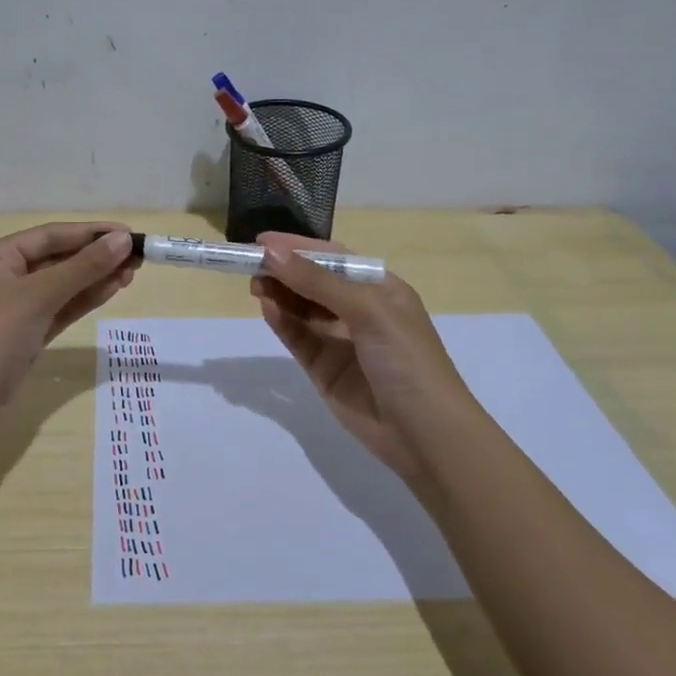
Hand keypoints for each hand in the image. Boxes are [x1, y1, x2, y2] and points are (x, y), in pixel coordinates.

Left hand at [0, 222, 135, 410]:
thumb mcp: (38, 296)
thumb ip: (82, 267)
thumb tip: (123, 239)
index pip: (50, 235)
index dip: (91, 232)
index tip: (130, 233)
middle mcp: (5, 277)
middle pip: (57, 258)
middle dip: (96, 256)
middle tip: (138, 257)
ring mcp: (16, 309)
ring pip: (62, 285)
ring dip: (95, 278)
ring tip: (132, 273)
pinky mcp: (27, 335)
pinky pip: (61, 309)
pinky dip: (85, 299)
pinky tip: (112, 290)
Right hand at [249, 233, 471, 482]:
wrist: (425, 434)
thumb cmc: (407, 359)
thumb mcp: (368, 311)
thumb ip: (317, 282)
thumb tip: (271, 253)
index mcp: (381, 289)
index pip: (334, 258)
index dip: (299, 248)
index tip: (262, 241)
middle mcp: (360, 311)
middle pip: (314, 282)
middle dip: (284, 271)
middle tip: (249, 264)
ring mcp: (341, 341)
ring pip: (302, 309)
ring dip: (279, 294)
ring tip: (254, 285)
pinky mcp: (324, 369)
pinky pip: (298, 338)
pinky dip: (281, 322)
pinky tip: (266, 308)